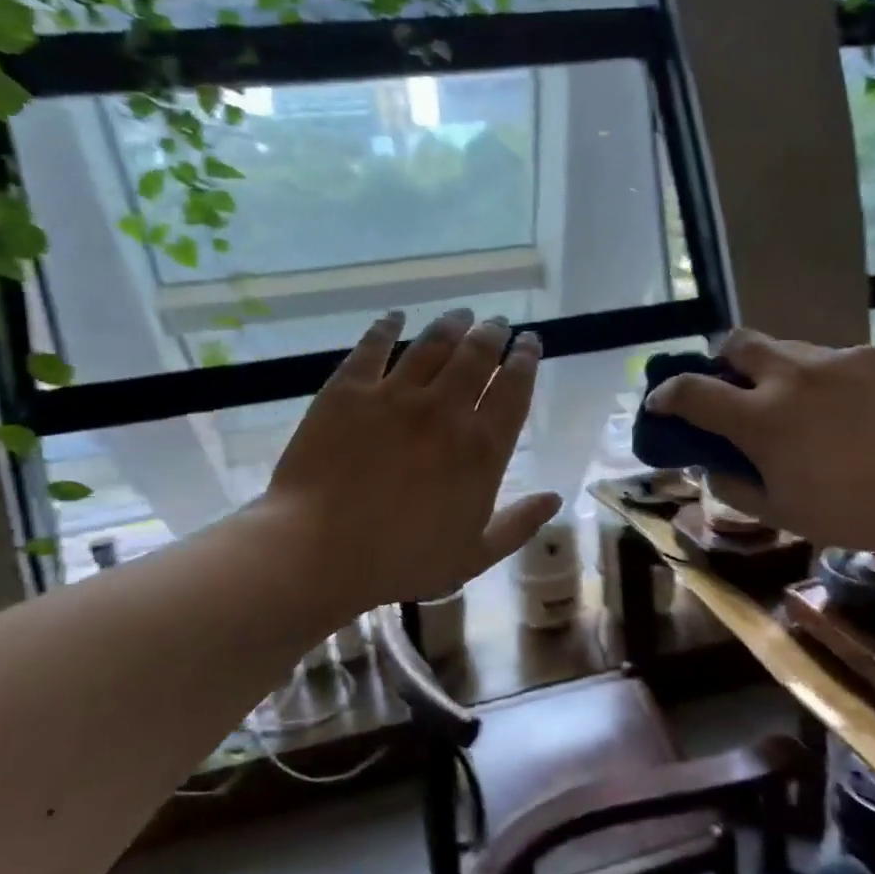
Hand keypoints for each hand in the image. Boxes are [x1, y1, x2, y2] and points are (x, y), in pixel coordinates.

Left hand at [261, 309, 561, 617]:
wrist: (319, 552)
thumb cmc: (402, 560)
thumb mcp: (474, 554)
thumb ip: (519, 524)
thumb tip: (555, 496)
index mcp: (481, 448)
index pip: (514, 389)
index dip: (526, 360)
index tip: (530, 343)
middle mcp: (445, 410)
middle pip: (477, 355)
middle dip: (492, 334)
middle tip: (497, 324)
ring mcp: (395, 395)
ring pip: (433, 344)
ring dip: (452, 324)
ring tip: (461, 314)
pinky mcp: (348, 390)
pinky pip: (373, 347)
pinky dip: (388, 327)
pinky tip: (396, 317)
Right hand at [645, 329, 874, 564]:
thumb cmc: (849, 514)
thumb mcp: (777, 512)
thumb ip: (730, 483)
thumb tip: (711, 460)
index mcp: (761, 418)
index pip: (691, 390)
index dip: (665, 394)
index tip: (659, 403)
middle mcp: (791, 375)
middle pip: (736, 341)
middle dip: (722, 361)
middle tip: (734, 389)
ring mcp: (835, 359)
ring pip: (786, 348)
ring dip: (775, 371)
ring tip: (799, 405)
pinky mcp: (873, 355)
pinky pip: (831, 359)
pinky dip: (823, 380)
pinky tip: (847, 411)